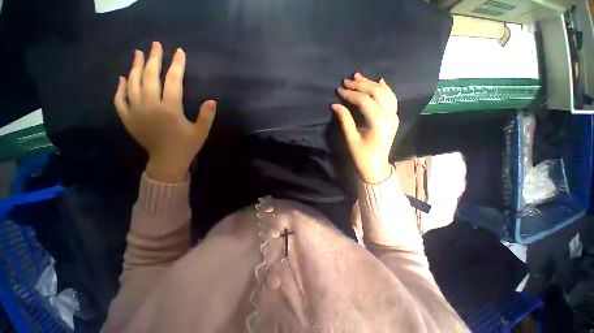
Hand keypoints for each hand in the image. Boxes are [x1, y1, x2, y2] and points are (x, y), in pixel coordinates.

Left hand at [114, 42, 215, 182]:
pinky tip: (123, 78)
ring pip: (133, 84)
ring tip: (138, 54)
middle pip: (150, 77)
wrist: (167, 161)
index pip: (173, 81)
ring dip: (135, 67)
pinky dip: (120, 87)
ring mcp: (135, 111)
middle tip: (155, 45)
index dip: (177, 65)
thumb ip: (206, 116)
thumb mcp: (201, 132)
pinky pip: (120, 99)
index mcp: (170, 109)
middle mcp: (150, 106)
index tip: (179, 52)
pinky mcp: (127, 118)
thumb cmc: (187, 146)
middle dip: (153, 59)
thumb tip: (212, 100)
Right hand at [332, 72, 398, 183]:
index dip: (350, 94)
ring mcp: (394, 116)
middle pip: (376, 92)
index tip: (338, 90)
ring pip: (385, 93)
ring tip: (359, 76)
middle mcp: (389, 115)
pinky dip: (385, 88)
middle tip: (346, 80)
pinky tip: (379, 81)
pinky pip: (391, 99)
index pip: (364, 101)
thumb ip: (345, 119)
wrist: (376, 166)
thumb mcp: (351, 138)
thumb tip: (335, 104)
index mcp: (378, 122)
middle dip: (360, 85)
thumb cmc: (362, 155)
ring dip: (371, 83)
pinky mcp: (393, 117)